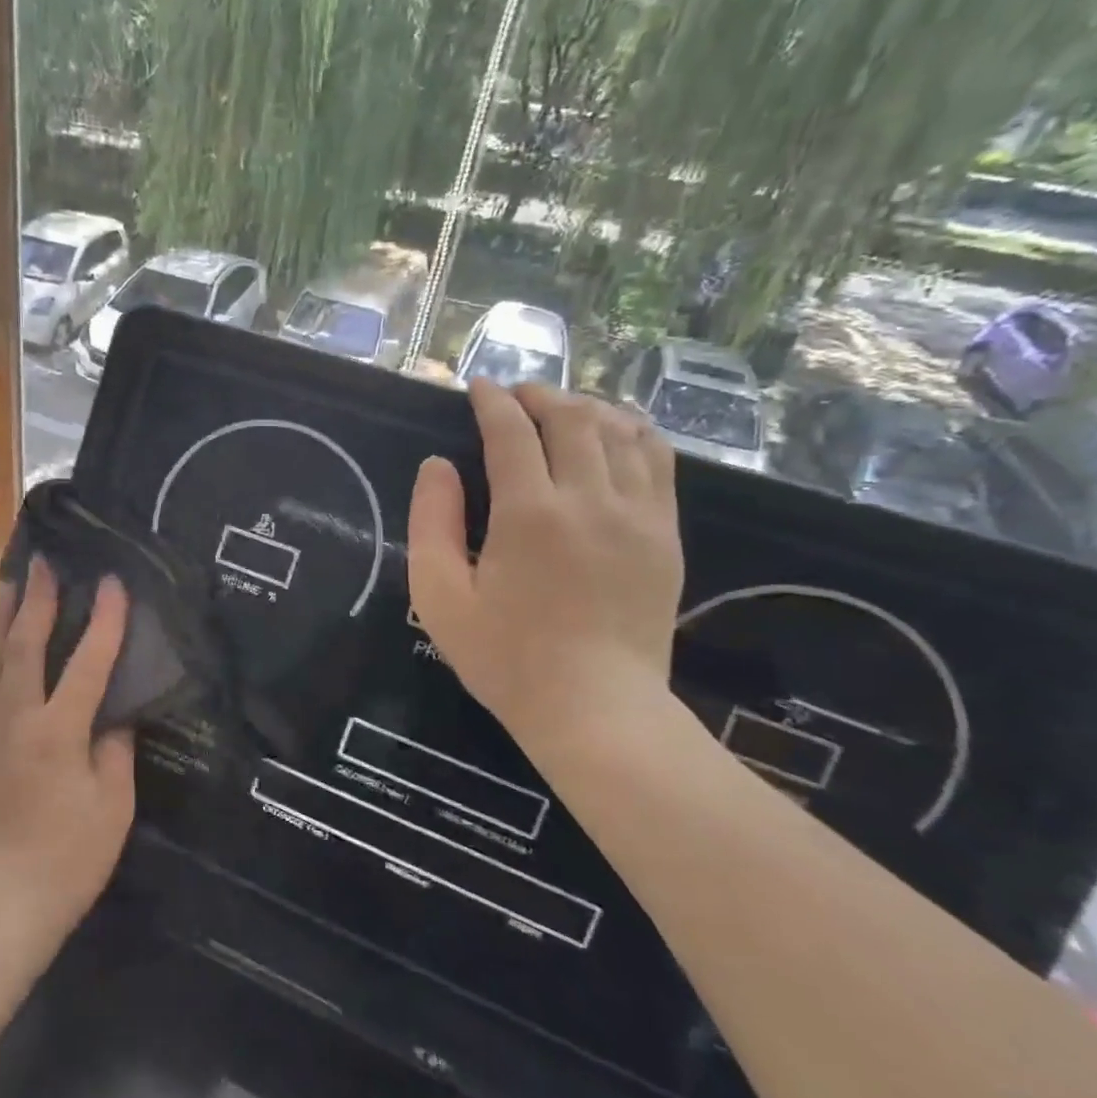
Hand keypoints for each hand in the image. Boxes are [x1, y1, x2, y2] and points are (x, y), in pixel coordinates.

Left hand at [0, 557, 136, 938]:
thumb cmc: (66, 858)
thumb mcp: (112, 806)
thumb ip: (114, 751)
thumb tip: (112, 717)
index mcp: (58, 730)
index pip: (88, 660)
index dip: (104, 619)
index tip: (112, 581)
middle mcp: (14, 717)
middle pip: (25, 644)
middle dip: (37, 599)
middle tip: (43, 562)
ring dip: (0, 616)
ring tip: (5, 582)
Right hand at [409, 379, 683, 752]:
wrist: (596, 710)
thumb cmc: (506, 658)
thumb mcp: (440, 598)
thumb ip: (431, 523)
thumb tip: (437, 466)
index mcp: (529, 514)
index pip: (511, 432)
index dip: (491, 401)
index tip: (477, 388)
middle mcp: (589, 500)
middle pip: (571, 418)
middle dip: (539, 395)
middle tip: (515, 396)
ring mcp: (638, 515)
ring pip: (619, 431)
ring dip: (585, 408)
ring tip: (560, 410)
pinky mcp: (665, 535)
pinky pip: (658, 461)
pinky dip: (633, 433)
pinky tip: (614, 434)